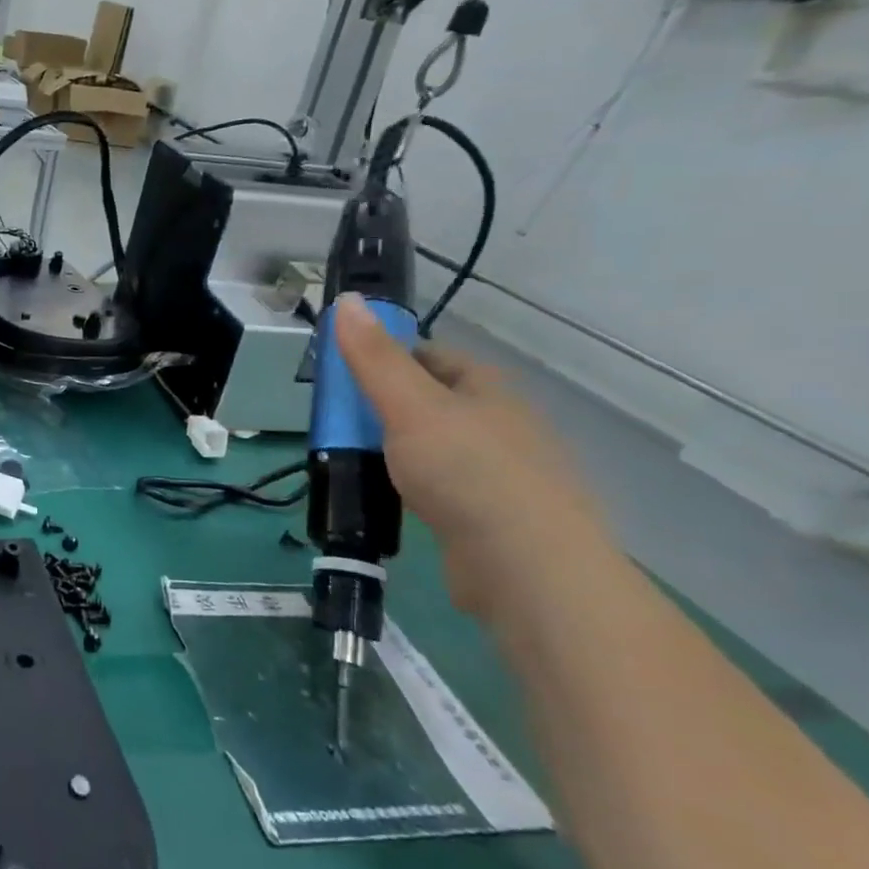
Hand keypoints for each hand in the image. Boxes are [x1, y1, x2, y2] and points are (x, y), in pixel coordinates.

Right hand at [333, 294, 612, 618]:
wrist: (528, 569)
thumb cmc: (467, 472)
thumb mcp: (409, 405)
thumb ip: (374, 357)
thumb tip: (347, 299)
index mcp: (489, 390)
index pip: (432, 356)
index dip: (388, 357)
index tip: (345, 375)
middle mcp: (502, 425)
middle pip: (434, 402)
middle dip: (386, 407)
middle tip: (340, 422)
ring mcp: (503, 474)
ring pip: (437, 447)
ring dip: (398, 449)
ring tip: (355, 460)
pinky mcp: (494, 518)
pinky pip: (444, 488)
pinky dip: (414, 488)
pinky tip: (390, 500)